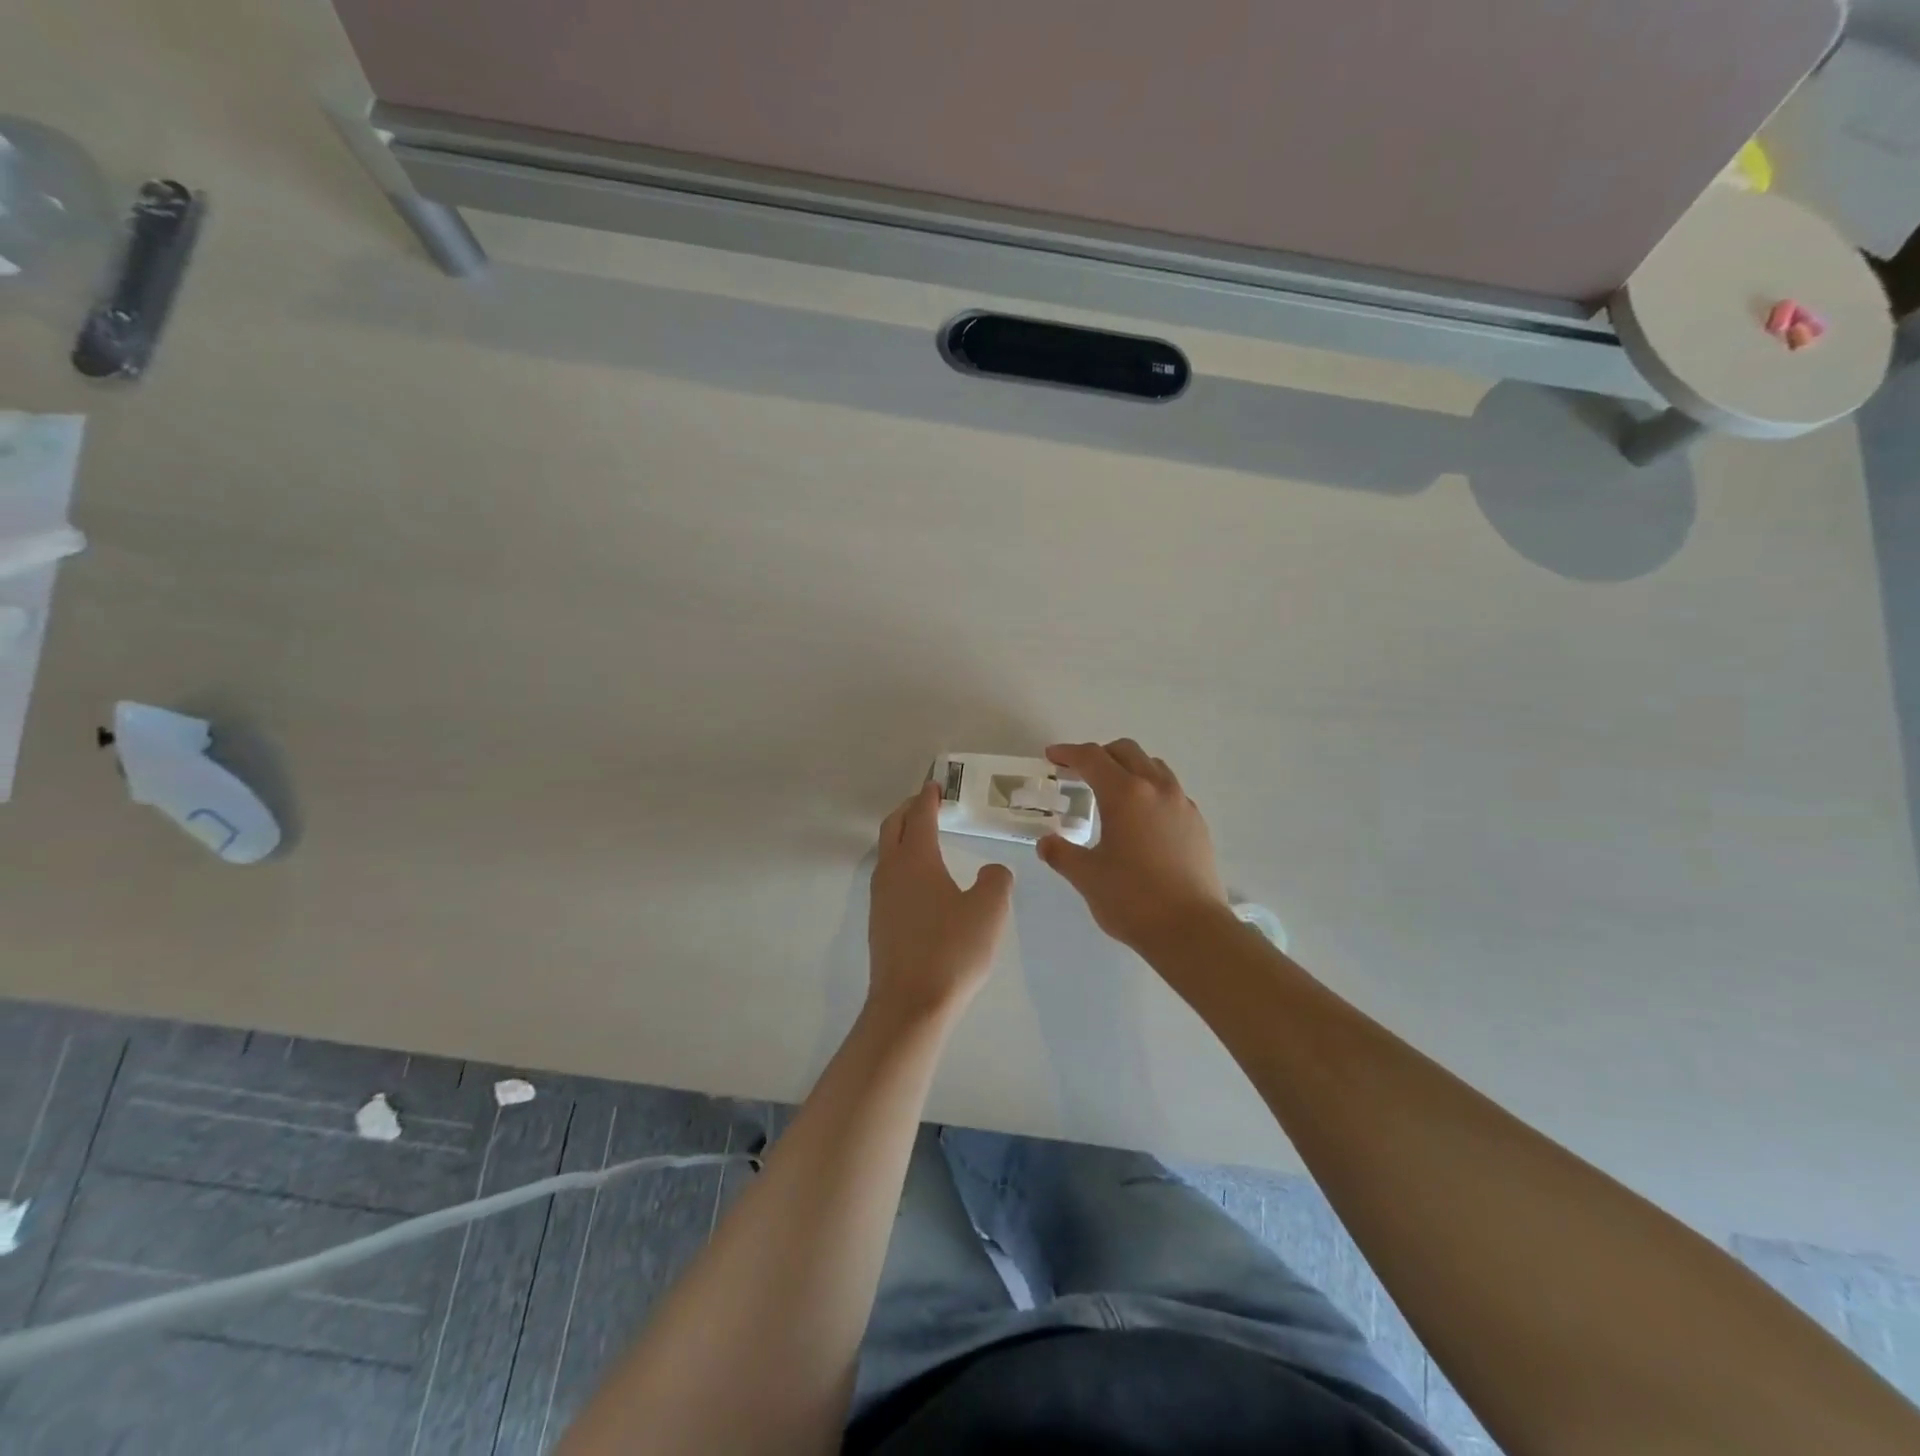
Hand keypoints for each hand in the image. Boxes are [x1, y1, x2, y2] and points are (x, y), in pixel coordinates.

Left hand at [867, 781, 1013, 1022]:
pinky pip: (888, 876)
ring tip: (924, 836)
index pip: (920, 815)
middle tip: (927, 802)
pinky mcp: (879, 921)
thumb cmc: (952, 950)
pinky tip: (920, 880)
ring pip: (887, 852)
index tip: (935, 784)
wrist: (910, 1003)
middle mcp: (891, 871)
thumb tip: (993, 871)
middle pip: (893, 827)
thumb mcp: (989, 910)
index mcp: (916, 859)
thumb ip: (996, 880)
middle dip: (909, 809)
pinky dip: (902, 861)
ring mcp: (880, 897)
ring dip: (902, 835)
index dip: (928, 797)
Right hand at [1038, 740, 1229, 949]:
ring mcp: (1182, 804)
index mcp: (1125, 794)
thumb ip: (1061, 854)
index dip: (1069, 753)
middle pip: (1126, 751)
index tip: (1052, 757)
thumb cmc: (1132, 899)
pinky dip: (1150, 790)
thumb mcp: (1086, 877)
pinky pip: (1170, 791)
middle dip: (1100, 754)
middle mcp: (1157, 788)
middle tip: (1079, 772)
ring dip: (1128, 768)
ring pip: (1153, 767)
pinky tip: (1141, 820)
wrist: (1191, 929)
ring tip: (1112, 792)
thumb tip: (1046, 843)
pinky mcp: (1198, 824)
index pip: (1092, 758)